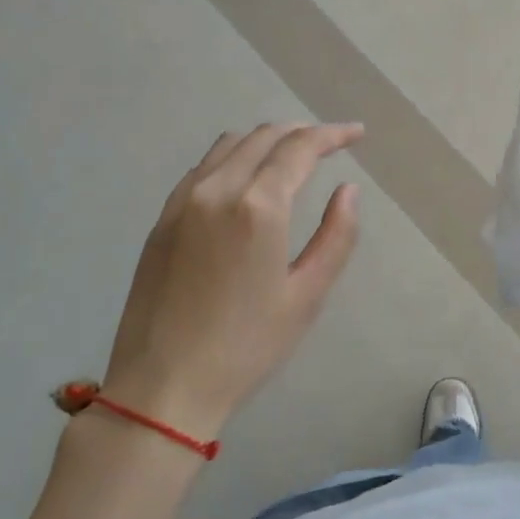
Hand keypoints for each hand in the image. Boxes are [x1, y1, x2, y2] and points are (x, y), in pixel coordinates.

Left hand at [100, 123, 363, 437]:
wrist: (163, 385)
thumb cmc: (247, 346)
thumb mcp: (307, 295)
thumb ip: (336, 236)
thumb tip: (348, 191)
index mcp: (257, 206)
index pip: (300, 148)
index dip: (333, 134)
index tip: (357, 134)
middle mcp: (216, 189)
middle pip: (264, 138)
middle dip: (302, 133)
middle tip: (331, 143)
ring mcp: (182, 201)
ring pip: (229, 146)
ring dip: (267, 140)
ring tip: (292, 155)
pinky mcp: (162, 219)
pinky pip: (203, 168)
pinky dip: (234, 157)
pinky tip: (246, 178)